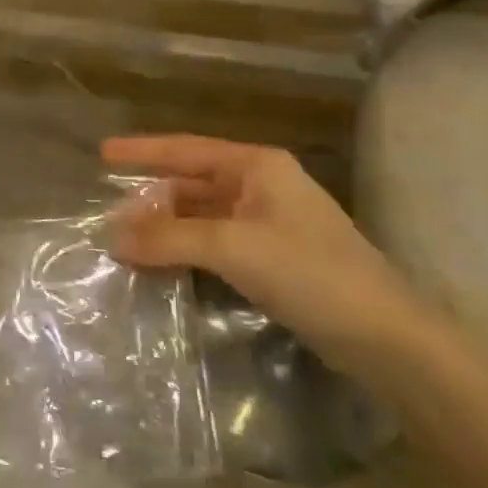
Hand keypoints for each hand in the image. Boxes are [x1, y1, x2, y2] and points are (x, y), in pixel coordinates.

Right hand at [102, 135, 428, 378]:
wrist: (385, 337)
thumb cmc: (310, 272)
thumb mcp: (234, 247)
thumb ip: (170, 238)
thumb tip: (112, 237)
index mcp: (257, 166)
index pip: (186, 149)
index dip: (143, 150)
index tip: (103, 153)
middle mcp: (262, 187)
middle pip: (193, 184)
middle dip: (152, 200)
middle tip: (110, 216)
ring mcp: (268, 224)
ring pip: (202, 217)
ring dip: (167, 229)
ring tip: (126, 242)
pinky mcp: (272, 259)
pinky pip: (215, 244)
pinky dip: (186, 251)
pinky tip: (162, 264)